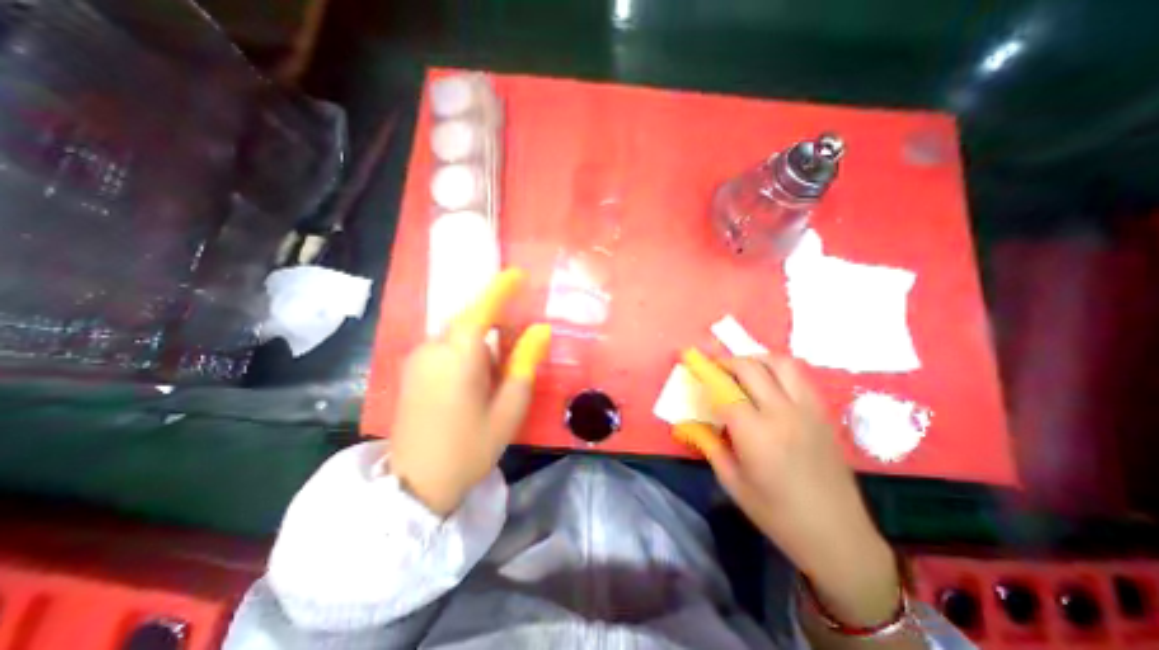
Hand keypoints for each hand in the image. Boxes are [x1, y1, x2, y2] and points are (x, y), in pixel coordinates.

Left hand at [392, 269, 547, 517]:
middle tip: (515, 347)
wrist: (416, 485)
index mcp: (459, 356)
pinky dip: (465, 350)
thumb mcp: (509, 407)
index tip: (518, 274)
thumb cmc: (471, 447)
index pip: (481, 309)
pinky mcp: (411, 371)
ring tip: (495, 374)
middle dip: (494, 323)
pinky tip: (473, 380)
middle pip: (469, 321)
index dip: (501, 289)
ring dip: (480, 341)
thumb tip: (541, 329)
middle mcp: (433, 349)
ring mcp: (417, 359)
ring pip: (457, 334)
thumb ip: (525, 363)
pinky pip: (444, 346)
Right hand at [682, 353, 900, 625]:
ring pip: (780, 363)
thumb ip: (708, 444)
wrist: (838, 536)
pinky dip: (777, 369)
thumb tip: (686, 423)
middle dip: (726, 361)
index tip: (691, 359)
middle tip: (713, 366)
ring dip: (755, 359)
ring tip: (741, 369)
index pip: (724, 389)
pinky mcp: (823, 413)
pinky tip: (768, 383)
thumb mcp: (732, 482)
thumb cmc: (777, 514)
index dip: (704, 372)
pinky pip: (798, 376)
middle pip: (750, 368)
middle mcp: (783, 413)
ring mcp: (807, 410)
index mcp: (756, 434)